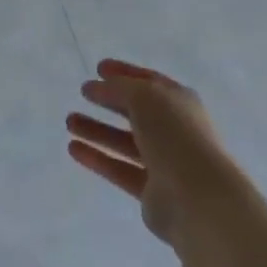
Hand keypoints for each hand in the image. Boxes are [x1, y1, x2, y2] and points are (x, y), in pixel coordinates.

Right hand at [66, 59, 230, 248]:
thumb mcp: (144, 97)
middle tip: (82, 93)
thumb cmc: (174, 136)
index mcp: (179, 102)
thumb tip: (99, 87)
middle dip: (108, 101)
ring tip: (69, 122)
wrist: (198, 198)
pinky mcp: (151, 191)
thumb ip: (119, 88)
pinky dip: (97, 158)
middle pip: (135, 112)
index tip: (98, 68)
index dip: (124, 72)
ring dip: (97, 130)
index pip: (149, 82)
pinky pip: (119, 168)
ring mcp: (164, 161)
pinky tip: (73, 148)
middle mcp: (173, 129)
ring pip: (124, 141)